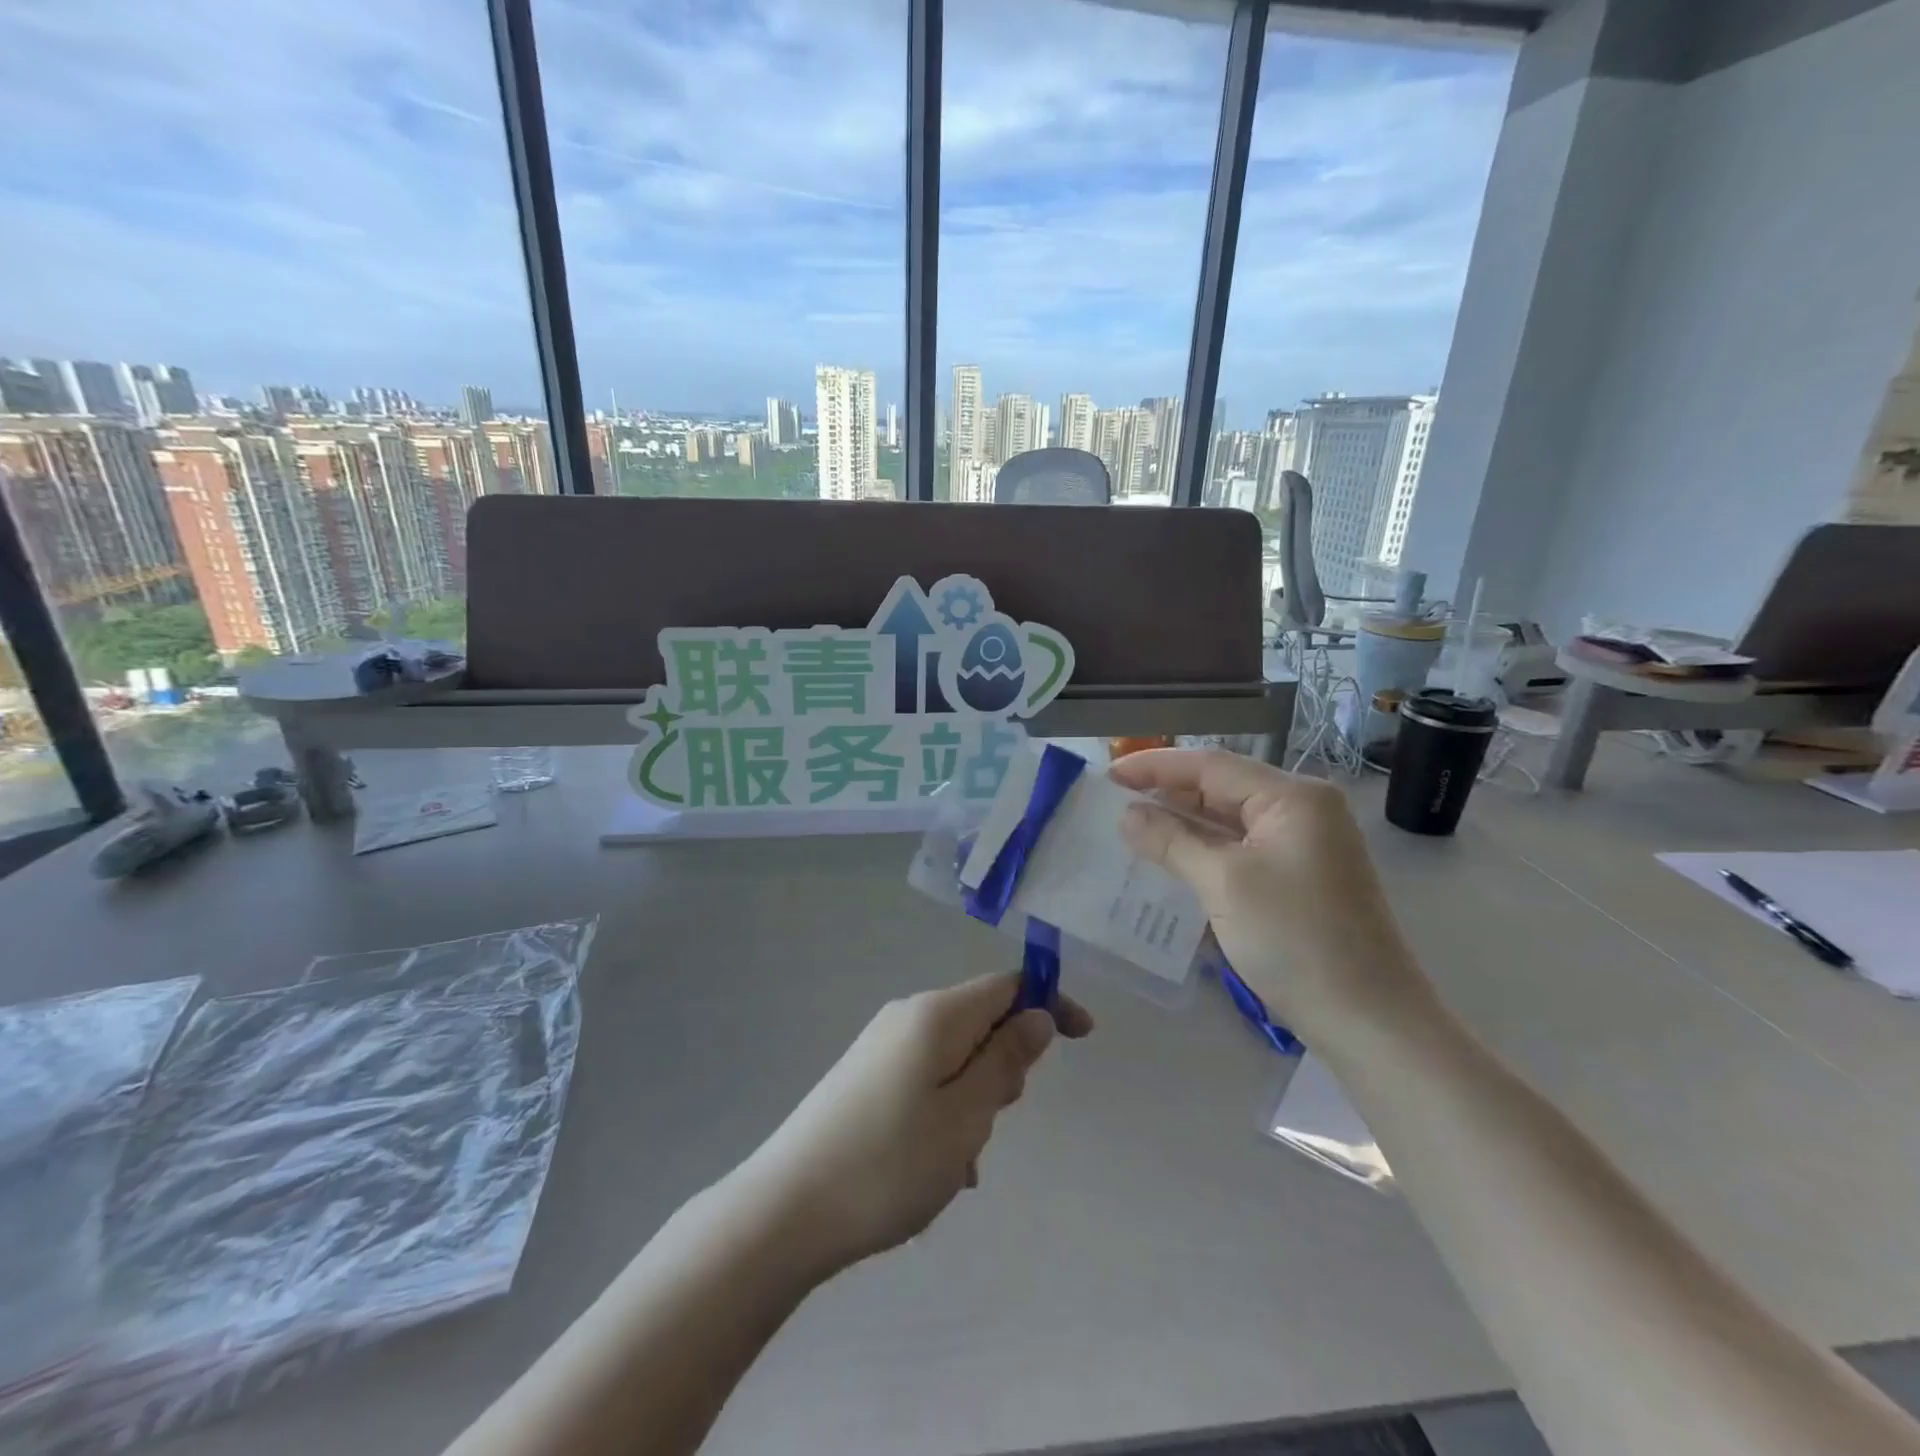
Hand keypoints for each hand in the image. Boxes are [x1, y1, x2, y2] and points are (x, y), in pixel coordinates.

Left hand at [744, 973, 1091, 1273]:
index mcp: (935, 1014)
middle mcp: (906, 1017)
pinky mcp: (863, 1078)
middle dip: (1004, 1066)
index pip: (1007, 984)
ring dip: (973, 1101)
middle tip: (991, 1123)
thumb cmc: (889, 1163)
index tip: (1083, 1038)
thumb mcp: (966, 1116)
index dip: (1049, 1002)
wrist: (785, 1210)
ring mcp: (880, 1047)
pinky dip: (943, 1114)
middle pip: (980, 1021)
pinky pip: (925, 1082)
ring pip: (954, 1058)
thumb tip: (1037, 1016)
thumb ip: (1006, 1060)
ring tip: (956, 1162)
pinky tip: (931, 1169)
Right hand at [1110, 749, 1433, 1049]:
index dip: (1155, 766)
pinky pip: (1241, 848)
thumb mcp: (1223, 883)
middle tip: (1113, 802)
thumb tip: (1127, 815)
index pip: (1211, 765)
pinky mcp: (1299, 876)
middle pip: (1222, 787)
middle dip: (1168, 793)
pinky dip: (1204, 850)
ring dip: (1183, 823)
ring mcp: (1304, 844)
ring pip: (1230, 820)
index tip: (1108, 775)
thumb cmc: (1295, 940)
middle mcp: (1303, 810)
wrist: (1368, 1020)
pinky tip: (1171, 858)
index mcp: (1293, 797)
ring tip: (1132, 827)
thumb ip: (1172, 840)